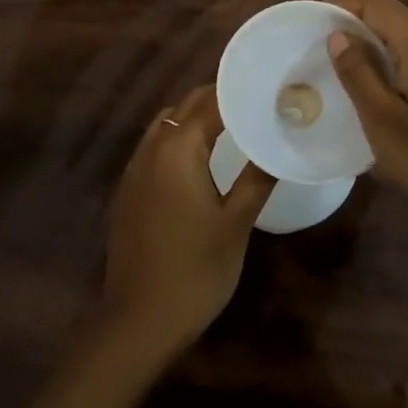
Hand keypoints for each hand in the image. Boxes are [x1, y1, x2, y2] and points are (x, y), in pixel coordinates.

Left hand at [100, 84, 275, 357]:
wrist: (139, 320)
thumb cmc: (195, 271)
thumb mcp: (236, 225)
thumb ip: (257, 178)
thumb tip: (279, 144)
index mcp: (178, 150)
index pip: (210, 102)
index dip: (239, 92)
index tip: (267, 87)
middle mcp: (152, 149)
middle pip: (186, 107)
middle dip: (218, 100)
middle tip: (256, 104)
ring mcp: (134, 169)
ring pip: (167, 124)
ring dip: (195, 118)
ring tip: (232, 127)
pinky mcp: (128, 190)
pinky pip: (155, 146)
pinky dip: (178, 139)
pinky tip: (200, 160)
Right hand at [328, 0, 407, 246]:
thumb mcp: (383, 120)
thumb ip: (358, 73)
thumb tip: (339, 35)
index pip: (378, 3)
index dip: (342, 5)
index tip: (310, 23)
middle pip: (393, 21)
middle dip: (354, 28)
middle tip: (318, 52)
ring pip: (407, 46)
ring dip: (373, 52)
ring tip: (340, 76)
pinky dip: (392, 72)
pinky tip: (376, 101)